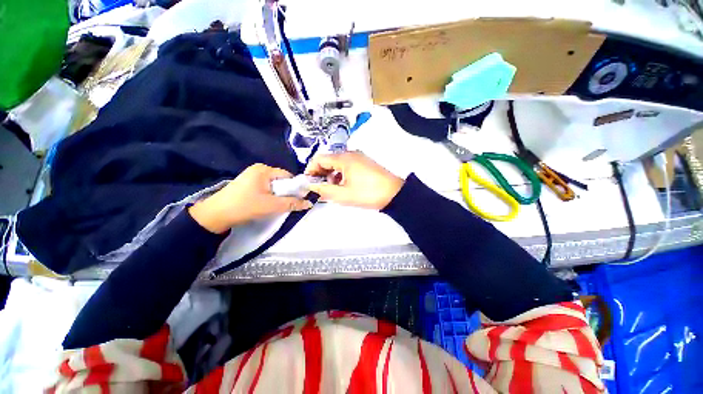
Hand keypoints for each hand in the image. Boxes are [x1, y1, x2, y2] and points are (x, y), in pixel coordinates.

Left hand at [189, 164, 312, 233]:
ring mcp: (251, 175)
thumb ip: (292, 203)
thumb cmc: (245, 207)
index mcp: (264, 169)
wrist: (214, 216)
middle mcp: (258, 169)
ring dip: (277, 195)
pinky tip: (265, 203)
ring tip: (275, 205)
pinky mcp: (246, 183)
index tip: (298, 199)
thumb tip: (310, 202)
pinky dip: (269, 195)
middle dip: (285, 192)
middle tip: (285, 204)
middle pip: (281, 180)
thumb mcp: (271, 206)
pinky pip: (265, 187)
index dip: (295, 187)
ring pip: (273, 185)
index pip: (287, 176)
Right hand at [304, 151, 403, 209]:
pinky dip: (341, 173)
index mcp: (344, 158)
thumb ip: (323, 190)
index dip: (310, 169)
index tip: (308, 181)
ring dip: (331, 174)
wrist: (394, 194)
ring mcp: (360, 157)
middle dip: (321, 172)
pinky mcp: (365, 163)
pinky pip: (348, 165)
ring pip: (338, 163)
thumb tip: (310, 186)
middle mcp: (351, 153)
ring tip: (331, 188)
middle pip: (329, 159)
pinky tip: (343, 185)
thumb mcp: (343, 194)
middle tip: (318, 186)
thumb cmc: (368, 193)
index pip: (319, 158)